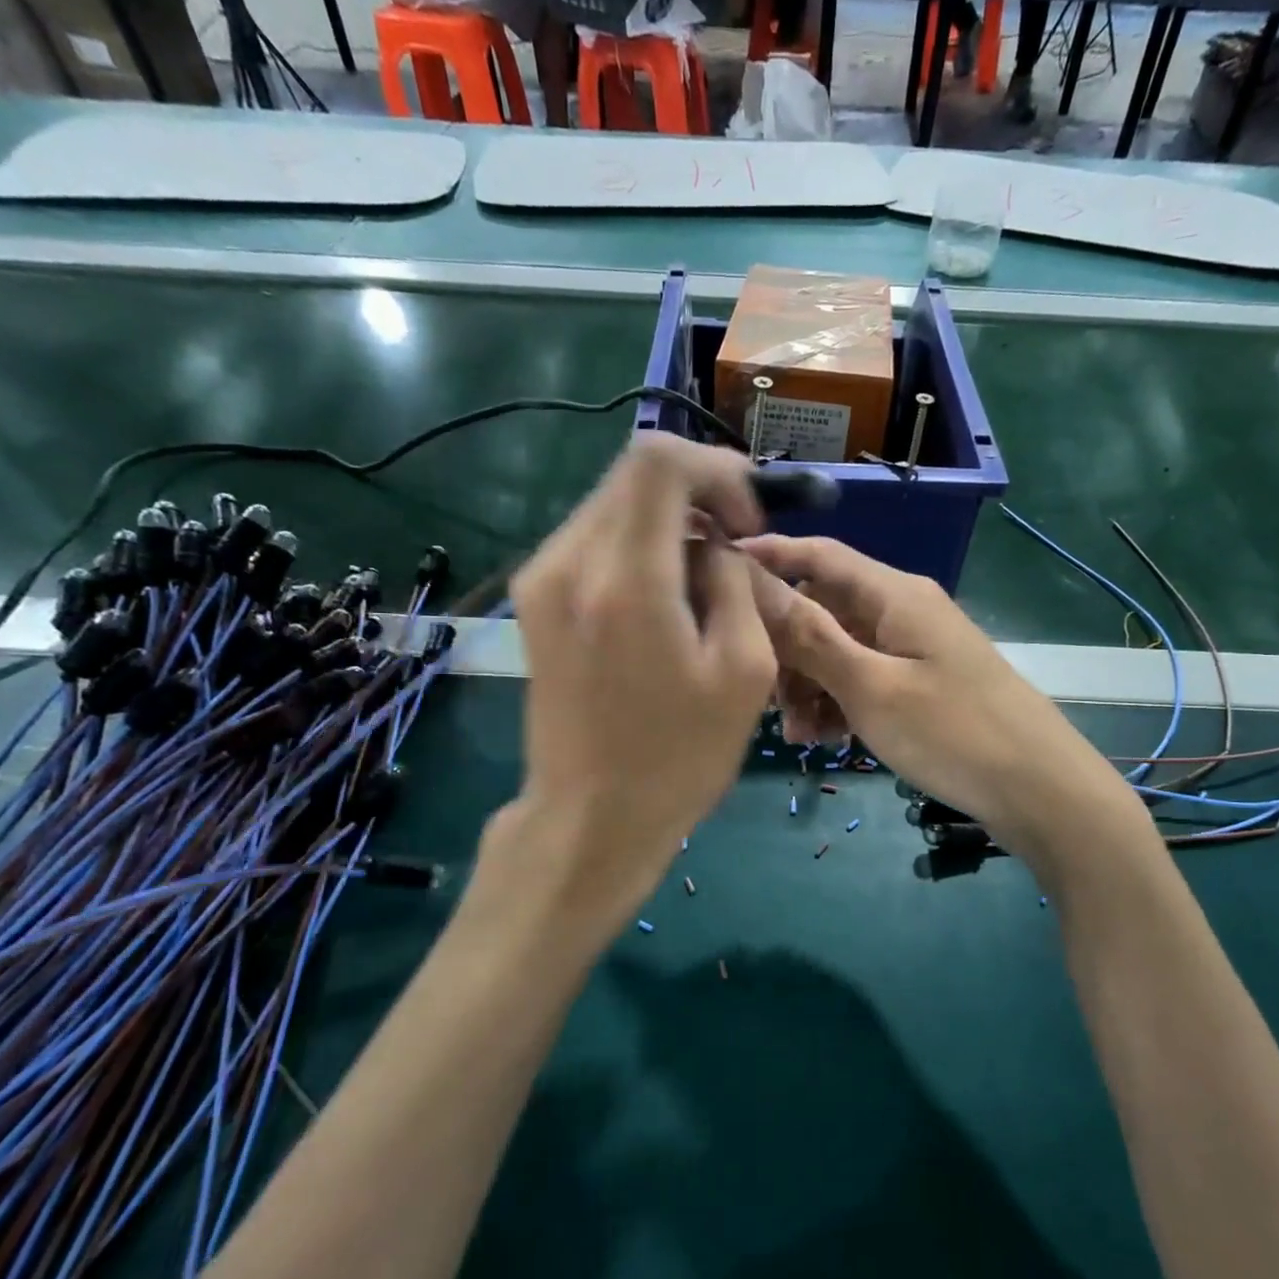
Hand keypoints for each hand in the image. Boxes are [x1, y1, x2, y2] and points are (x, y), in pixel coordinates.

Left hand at [501, 435, 776, 929]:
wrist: (590, 818)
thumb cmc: (677, 757)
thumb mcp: (744, 672)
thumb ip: (737, 584)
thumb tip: (716, 546)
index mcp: (625, 579)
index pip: (660, 460)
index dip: (717, 471)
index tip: (746, 524)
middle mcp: (568, 562)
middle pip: (633, 475)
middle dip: (696, 494)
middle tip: (734, 547)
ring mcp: (539, 580)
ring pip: (612, 504)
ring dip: (667, 523)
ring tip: (703, 579)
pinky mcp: (533, 601)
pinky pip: (592, 540)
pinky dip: (637, 547)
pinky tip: (662, 597)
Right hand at [742, 535, 1146, 876]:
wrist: (1040, 791)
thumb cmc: (953, 732)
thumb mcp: (871, 687)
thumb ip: (809, 635)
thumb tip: (750, 579)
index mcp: (893, 594)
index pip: (819, 555)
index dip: (767, 558)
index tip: (715, 576)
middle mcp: (901, 611)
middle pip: (823, 609)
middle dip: (786, 649)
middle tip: (763, 699)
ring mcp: (913, 649)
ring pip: (839, 651)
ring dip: (809, 686)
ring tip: (801, 736)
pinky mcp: (920, 684)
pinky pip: (864, 680)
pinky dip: (840, 703)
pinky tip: (829, 741)